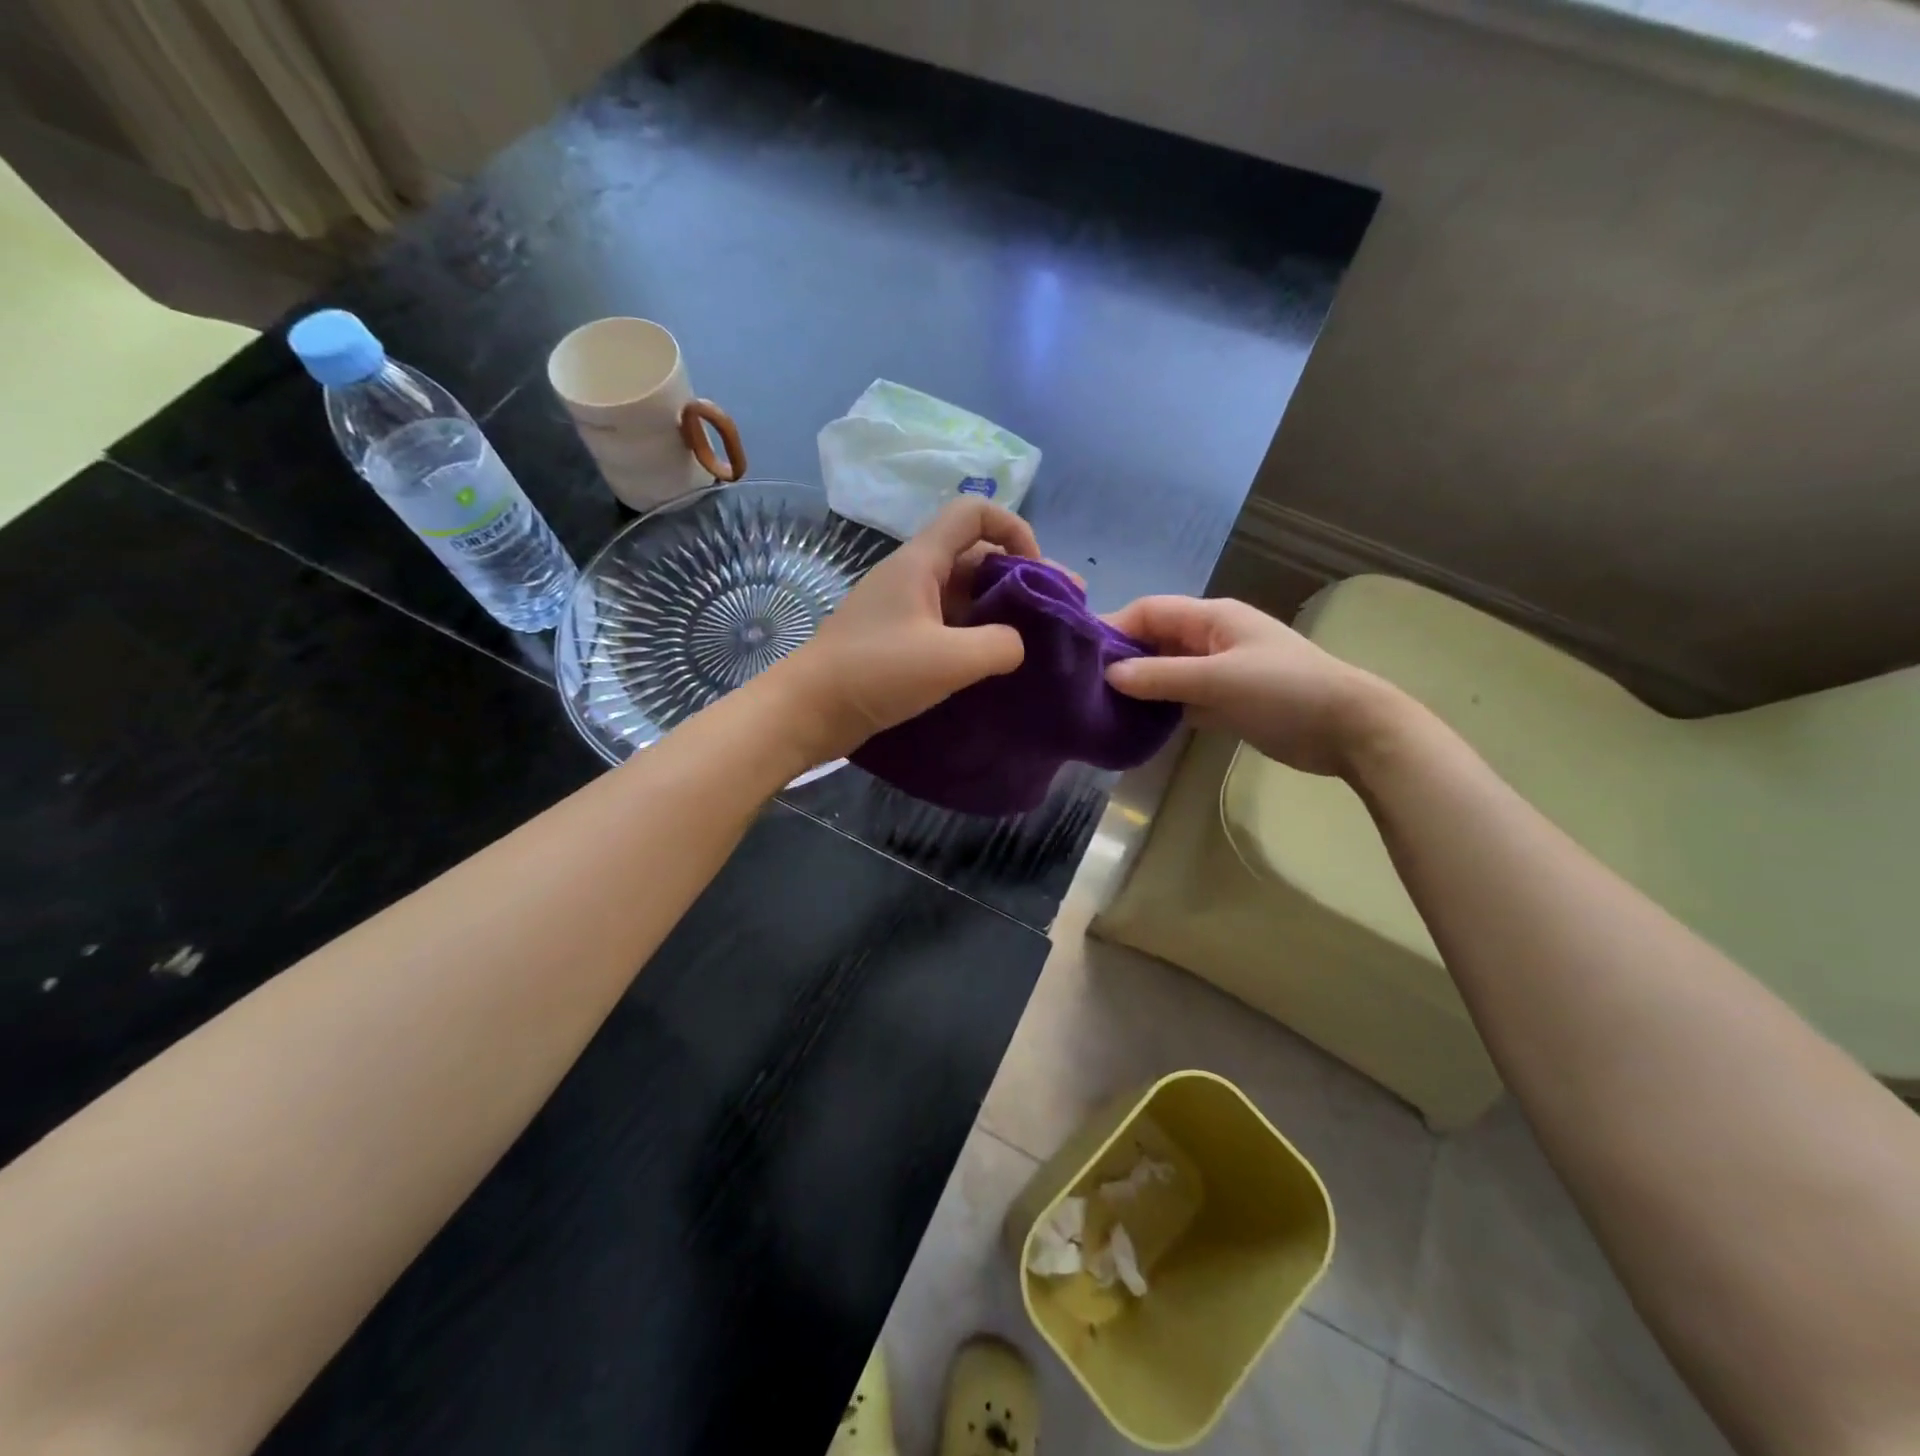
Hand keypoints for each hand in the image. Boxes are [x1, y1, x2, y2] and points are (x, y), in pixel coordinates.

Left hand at [774, 498, 1042, 759]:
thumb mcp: (949, 660)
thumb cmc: (875, 673)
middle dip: (1019, 577)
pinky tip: (995, 661)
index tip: (1036, 572)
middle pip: (975, 555)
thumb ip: (999, 645)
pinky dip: (975, 633)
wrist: (807, 711)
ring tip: (1035, 641)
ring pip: (963, 593)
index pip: (974, 512)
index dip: (1014, 529)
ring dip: (999, 610)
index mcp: (921, 561)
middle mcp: (913, 575)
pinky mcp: (898, 638)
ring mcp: (903, 607)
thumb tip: (1017, 644)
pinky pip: (947, 623)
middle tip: (1057, 613)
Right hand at [1104, 595, 1393, 776]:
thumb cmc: (1284, 691)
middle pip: (1154, 641)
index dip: (1114, 627)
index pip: (1150, 611)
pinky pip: (1181, 698)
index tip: (1080, 655)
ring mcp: (1218, 671)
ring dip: (1139, 686)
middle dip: (1122, 659)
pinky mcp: (1224, 701)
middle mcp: (1210, 639)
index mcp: (1211, 618)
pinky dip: (1159, 708)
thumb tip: (1109, 675)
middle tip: (1085, 686)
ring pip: (1165, 671)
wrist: (1348, 729)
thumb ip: (1162, 677)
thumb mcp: (1218, 680)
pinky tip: (1135, 724)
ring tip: (1101, 706)